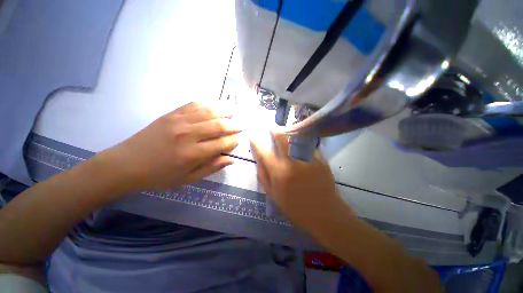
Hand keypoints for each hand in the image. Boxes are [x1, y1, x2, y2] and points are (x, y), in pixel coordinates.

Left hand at [98, 102, 239, 192]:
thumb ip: (211, 168)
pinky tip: (214, 107)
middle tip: (239, 127)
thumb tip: (231, 159)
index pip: (222, 143)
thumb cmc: (159, 176)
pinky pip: (194, 105)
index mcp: (193, 154)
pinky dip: (207, 105)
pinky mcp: (171, 114)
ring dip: (224, 112)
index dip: (234, 141)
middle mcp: (188, 134)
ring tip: (233, 114)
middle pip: (219, 125)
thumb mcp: (188, 179)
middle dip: (233, 126)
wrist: (127, 164)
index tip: (239, 140)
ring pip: (209, 112)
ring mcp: (179, 121)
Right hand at [250, 132, 353, 230]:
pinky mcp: (321, 160)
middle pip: (283, 139)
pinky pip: (309, 146)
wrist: (325, 214)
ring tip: (286, 133)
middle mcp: (293, 162)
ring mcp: (309, 159)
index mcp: (280, 173)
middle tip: (273, 128)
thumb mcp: (273, 195)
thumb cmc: (295, 208)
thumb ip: (264, 175)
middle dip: (276, 131)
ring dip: (289, 134)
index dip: (257, 143)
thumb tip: (259, 160)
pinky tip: (301, 144)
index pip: (264, 152)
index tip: (253, 137)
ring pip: (297, 139)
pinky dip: (302, 142)